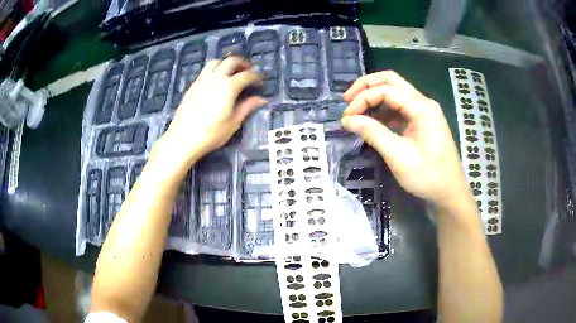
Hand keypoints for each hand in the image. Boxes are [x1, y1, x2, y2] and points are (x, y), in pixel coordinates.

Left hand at [158, 57, 265, 169]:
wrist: (183, 138)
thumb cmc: (211, 133)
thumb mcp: (233, 123)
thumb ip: (247, 107)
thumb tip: (261, 99)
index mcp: (229, 86)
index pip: (247, 75)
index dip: (257, 77)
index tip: (261, 83)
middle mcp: (216, 78)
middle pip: (231, 61)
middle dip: (243, 63)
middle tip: (248, 72)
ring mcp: (202, 80)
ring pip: (216, 62)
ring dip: (226, 64)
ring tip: (231, 73)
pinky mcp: (192, 85)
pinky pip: (205, 71)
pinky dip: (215, 71)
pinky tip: (216, 83)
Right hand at [341, 71, 468, 207]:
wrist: (450, 193)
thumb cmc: (427, 175)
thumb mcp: (398, 155)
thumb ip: (372, 133)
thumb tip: (347, 120)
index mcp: (421, 107)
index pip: (386, 90)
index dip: (362, 99)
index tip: (346, 117)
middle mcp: (423, 103)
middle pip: (391, 81)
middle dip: (367, 87)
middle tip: (347, 99)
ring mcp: (424, 112)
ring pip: (395, 93)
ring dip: (375, 97)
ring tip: (357, 111)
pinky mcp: (422, 122)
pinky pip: (400, 108)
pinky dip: (384, 111)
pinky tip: (373, 123)